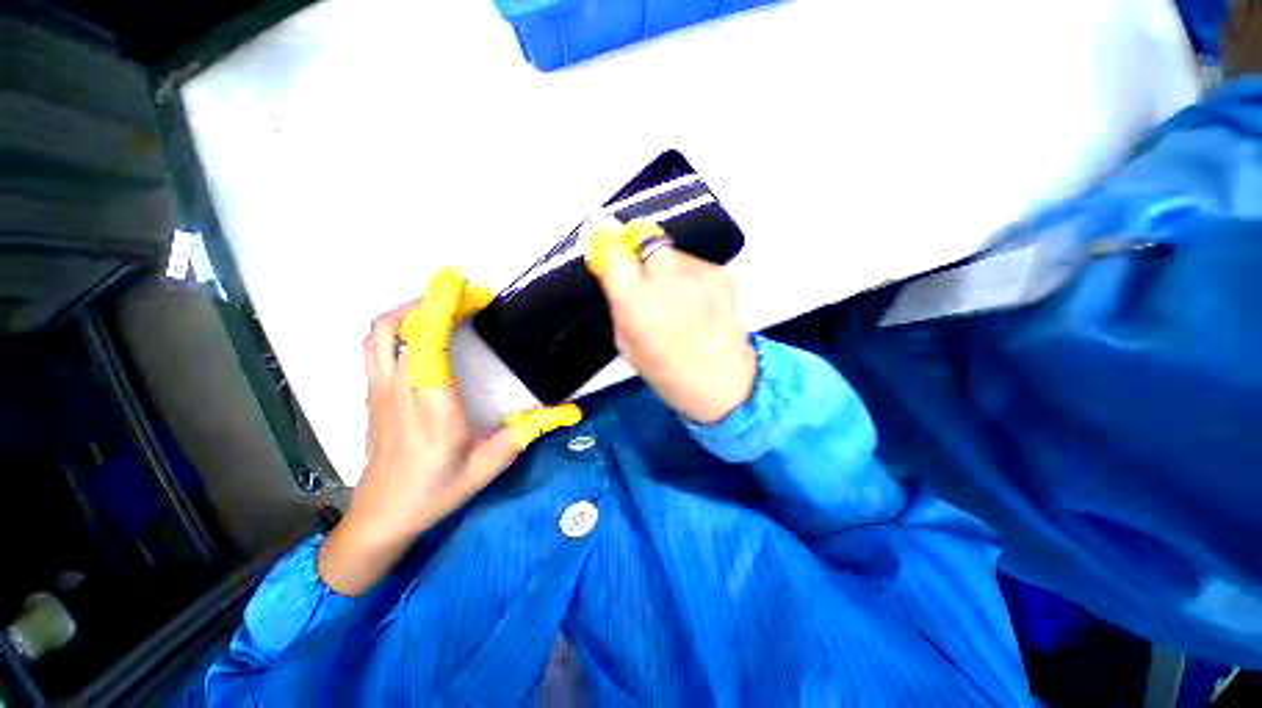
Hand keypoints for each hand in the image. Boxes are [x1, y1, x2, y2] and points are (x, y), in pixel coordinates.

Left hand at [319, 269, 580, 595]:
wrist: (382, 515)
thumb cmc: (437, 490)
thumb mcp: (491, 464)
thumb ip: (529, 432)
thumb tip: (569, 412)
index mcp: (432, 407)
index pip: (427, 343)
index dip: (442, 307)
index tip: (465, 287)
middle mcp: (400, 391)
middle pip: (396, 327)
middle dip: (431, 300)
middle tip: (467, 296)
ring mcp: (379, 390)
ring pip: (379, 333)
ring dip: (410, 309)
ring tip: (444, 307)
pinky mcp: (372, 393)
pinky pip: (377, 346)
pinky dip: (399, 326)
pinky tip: (425, 333)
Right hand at [586, 222, 756, 423]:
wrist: (723, 383)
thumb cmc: (667, 373)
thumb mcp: (626, 344)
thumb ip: (620, 305)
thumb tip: (616, 276)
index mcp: (634, 300)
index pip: (613, 252)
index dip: (610, 253)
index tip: (611, 258)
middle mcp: (665, 277)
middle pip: (644, 245)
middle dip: (642, 261)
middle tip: (648, 285)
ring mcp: (696, 272)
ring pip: (671, 254)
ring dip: (668, 270)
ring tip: (679, 299)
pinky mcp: (721, 272)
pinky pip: (694, 264)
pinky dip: (691, 278)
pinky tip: (699, 302)